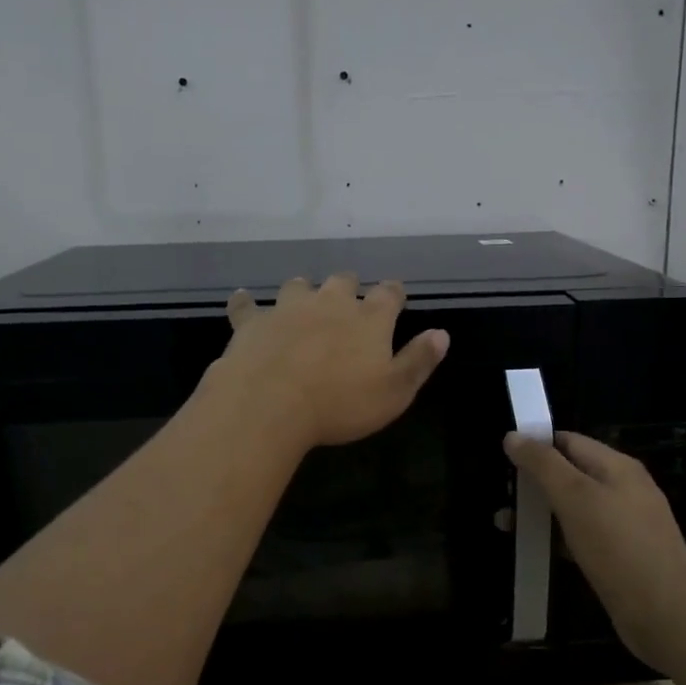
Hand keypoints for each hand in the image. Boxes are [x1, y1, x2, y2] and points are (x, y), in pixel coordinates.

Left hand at [215, 274, 449, 449]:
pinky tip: (244, 302)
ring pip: (298, 286)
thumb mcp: (394, 391)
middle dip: (348, 287)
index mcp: (369, 318)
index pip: (389, 293)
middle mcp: (330, 302)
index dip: (394, 293)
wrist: (271, 404)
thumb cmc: (340, 403)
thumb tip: (442, 333)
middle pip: (343, 281)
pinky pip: (247, 305)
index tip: (396, 296)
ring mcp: (288, 308)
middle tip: (348, 299)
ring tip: (303, 301)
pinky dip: (247, 303)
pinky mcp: (253, 322)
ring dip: (304, 291)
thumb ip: (419, 360)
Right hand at [503, 430, 685, 674]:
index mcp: (617, 466)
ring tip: (504, 525)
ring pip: (574, 507)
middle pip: (570, 473)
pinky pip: (582, 535)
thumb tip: (513, 435)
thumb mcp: (575, 497)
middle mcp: (623, 489)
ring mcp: (624, 524)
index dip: (535, 445)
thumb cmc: (618, 547)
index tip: (501, 458)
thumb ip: (543, 464)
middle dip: (534, 482)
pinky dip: (557, 537)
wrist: (666, 615)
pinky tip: (534, 550)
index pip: (568, 441)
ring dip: (540, 512)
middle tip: (500, 496)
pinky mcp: (620, 555)